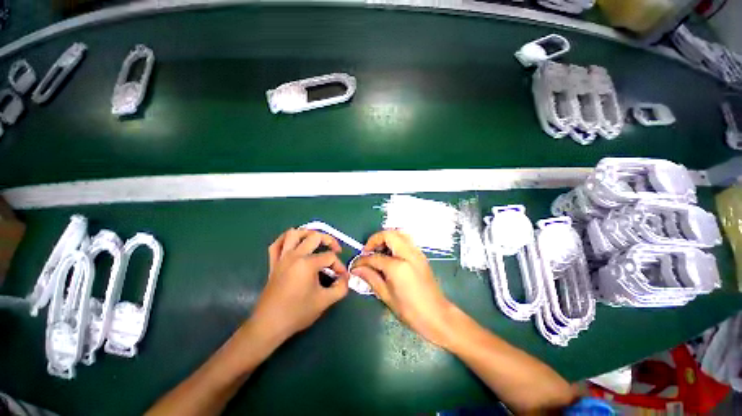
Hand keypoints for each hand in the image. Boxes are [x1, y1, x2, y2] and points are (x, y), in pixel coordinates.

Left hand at [249, 228, 349, 344]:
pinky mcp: (273, 264)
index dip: (339, 266)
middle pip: (315, 237)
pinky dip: (284, 240)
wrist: (270, 325)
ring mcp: (282, 258)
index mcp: (307, 263)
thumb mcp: (325, 301)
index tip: (342, 277)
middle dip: (329, 240)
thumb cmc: (298, 312)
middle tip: (336, 250)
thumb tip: (346, 278)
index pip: (330, 257)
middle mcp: (294, 255)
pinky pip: (276, 244)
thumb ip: (341, 288)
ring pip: (293, 234)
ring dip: (307, 233)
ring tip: (316, 241)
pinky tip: (292, 243)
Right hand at [351, 230, 454, 346]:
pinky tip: (390, 255)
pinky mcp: (420, 255)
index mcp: (398, 267)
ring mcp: (417, 253)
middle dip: (375, 240)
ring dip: (386, 238)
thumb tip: (356, 268)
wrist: (437, 315)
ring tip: (378, 251)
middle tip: (368, 252)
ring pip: (399, 234)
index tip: (355, 264)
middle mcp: (408, 254)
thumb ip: (371, 278)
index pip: (375, 257)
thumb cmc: (410, 310)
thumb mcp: (386, 296)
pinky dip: (395, 241)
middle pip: (389, 235)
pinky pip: (406, 240)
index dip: (362, 260)